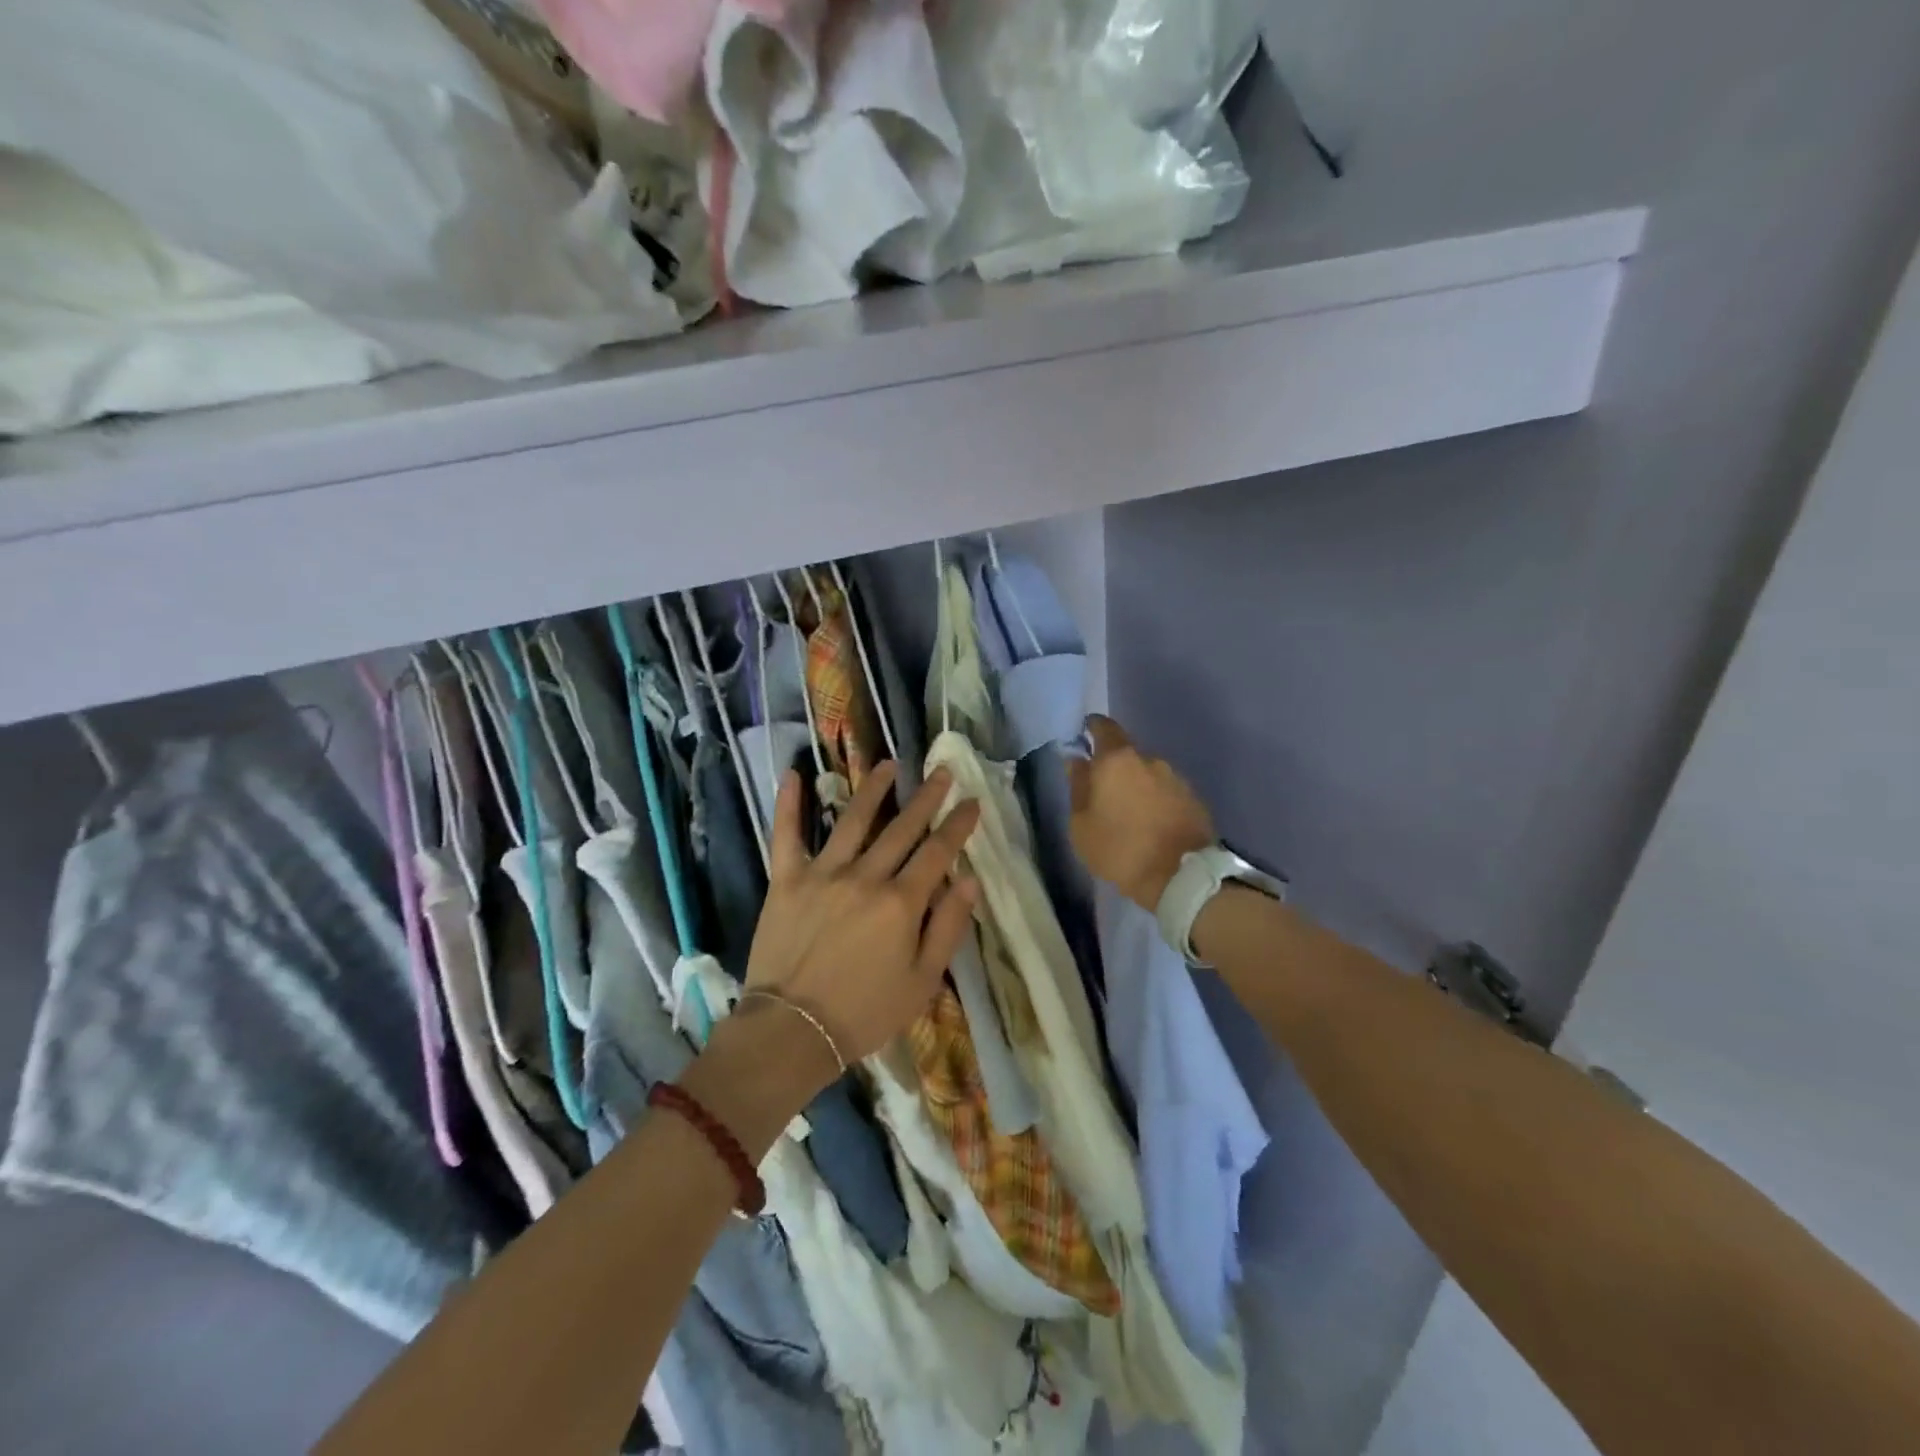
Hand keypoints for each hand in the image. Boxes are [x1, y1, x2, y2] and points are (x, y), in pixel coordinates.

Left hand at [744, 761, 980, 1065]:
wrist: (793, 1032)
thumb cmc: (865, 1013)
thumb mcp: (922, 981)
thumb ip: (948, 927)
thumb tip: (969, 880)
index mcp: (901, 903)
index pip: (938, 852)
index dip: (958, 825)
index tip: (972, 801)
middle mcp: (865, 877)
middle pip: (902, 828)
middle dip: (926, 797)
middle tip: (940, 771)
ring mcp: (822, 874)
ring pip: (852, 820)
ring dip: (873, 789)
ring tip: (888, 764)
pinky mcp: (786, 881)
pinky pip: (786, 836)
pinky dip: (788, 805)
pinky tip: (793, 775)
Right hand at [1066, 714, 1215, 911]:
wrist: (1180, 878)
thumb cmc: (1120, 849)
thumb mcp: (1081, 825)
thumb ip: (1077, 787)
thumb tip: (1076, 761)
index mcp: (1117, 761)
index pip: (1104, 728)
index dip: (1094, 728)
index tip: (1086, 734)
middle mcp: (1150, 760)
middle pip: (1127, 754)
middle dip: (1114, 768)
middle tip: (1104, 792)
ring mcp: (1176, 778)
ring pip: (1148, 774)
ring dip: (1137, 786)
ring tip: (1129, 813)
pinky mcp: (1194, 799)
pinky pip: (1167, 792)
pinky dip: (1156, 801)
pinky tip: (1151, 823)